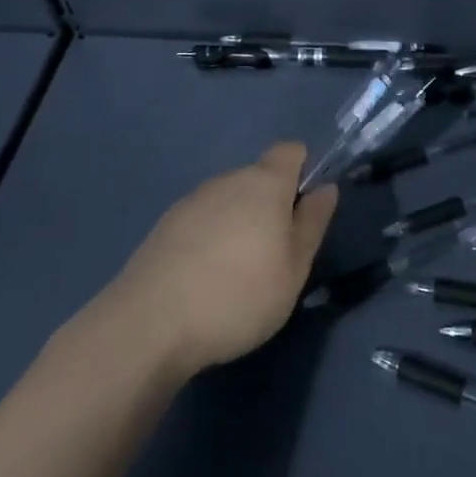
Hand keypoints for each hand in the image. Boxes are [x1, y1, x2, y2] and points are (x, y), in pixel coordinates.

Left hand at [100, 143, 338, 377]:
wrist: (150, 325)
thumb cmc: (239, 296)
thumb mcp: (294, 268)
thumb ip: (312, 223)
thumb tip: (325, 188)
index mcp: (265, 183)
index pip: (290, 151)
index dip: (303, 170)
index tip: (304, 210)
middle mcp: (227, 180)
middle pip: (258, 177)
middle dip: (271, 204)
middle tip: (275, 254)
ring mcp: (191, 201)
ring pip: (228, 200)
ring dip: (239, 222)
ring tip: (237, 273)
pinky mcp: (164, 226)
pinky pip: (201, 220)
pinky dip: (210, 238)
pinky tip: (204, 279)